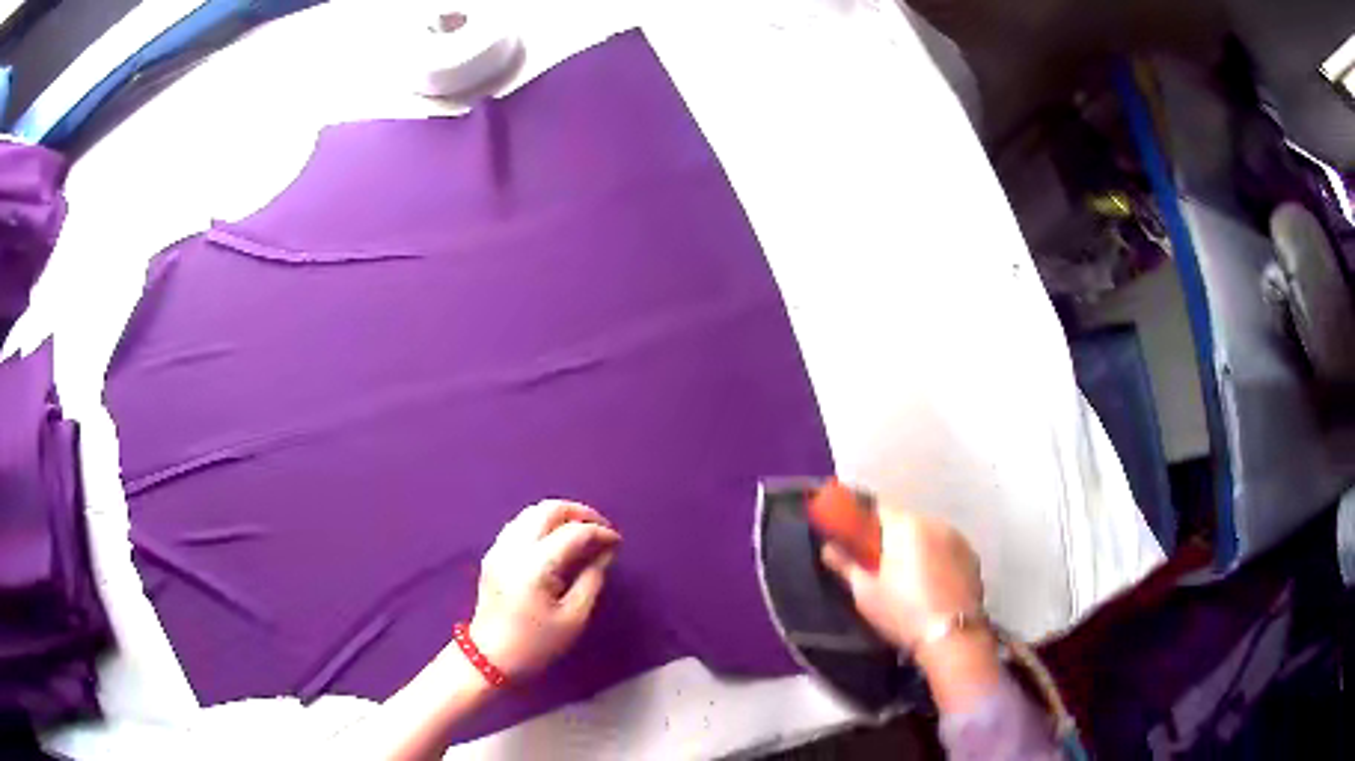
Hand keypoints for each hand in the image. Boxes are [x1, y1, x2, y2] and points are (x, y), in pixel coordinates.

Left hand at [469, 500, 620, 678]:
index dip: (600, 533)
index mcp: (536, 565)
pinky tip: (556, 540)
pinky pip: (520, 524)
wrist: (489, 658)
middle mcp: (514, 547)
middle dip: (579, 513)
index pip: (574, 533)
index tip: (617, 542)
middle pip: (548, 509)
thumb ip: (592, 579)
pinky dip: (542, 523)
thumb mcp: (573, 618)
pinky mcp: (493, 554)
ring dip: (559, 515)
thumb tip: (605, 552)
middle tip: (601, 528)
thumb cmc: (536, 644)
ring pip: (532, 512)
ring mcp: (499, 548)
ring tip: (582, 531)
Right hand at [822, 500, 1002, 712]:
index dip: (865, 522)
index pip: (879, 509)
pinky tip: (931, 585)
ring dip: (916, 547)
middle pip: (906, 522)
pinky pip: (946, 549)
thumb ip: (845, 564)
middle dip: (891, 538)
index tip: (855, 539)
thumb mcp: (865, 592)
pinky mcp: (972, 556)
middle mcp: (934, 522)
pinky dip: (937, 558)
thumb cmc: (902, 612)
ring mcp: (957, 538)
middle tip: (878, 565)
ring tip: (908, 578)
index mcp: (905, 525)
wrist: (952, 636)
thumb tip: (828, 547)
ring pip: (928, 535)